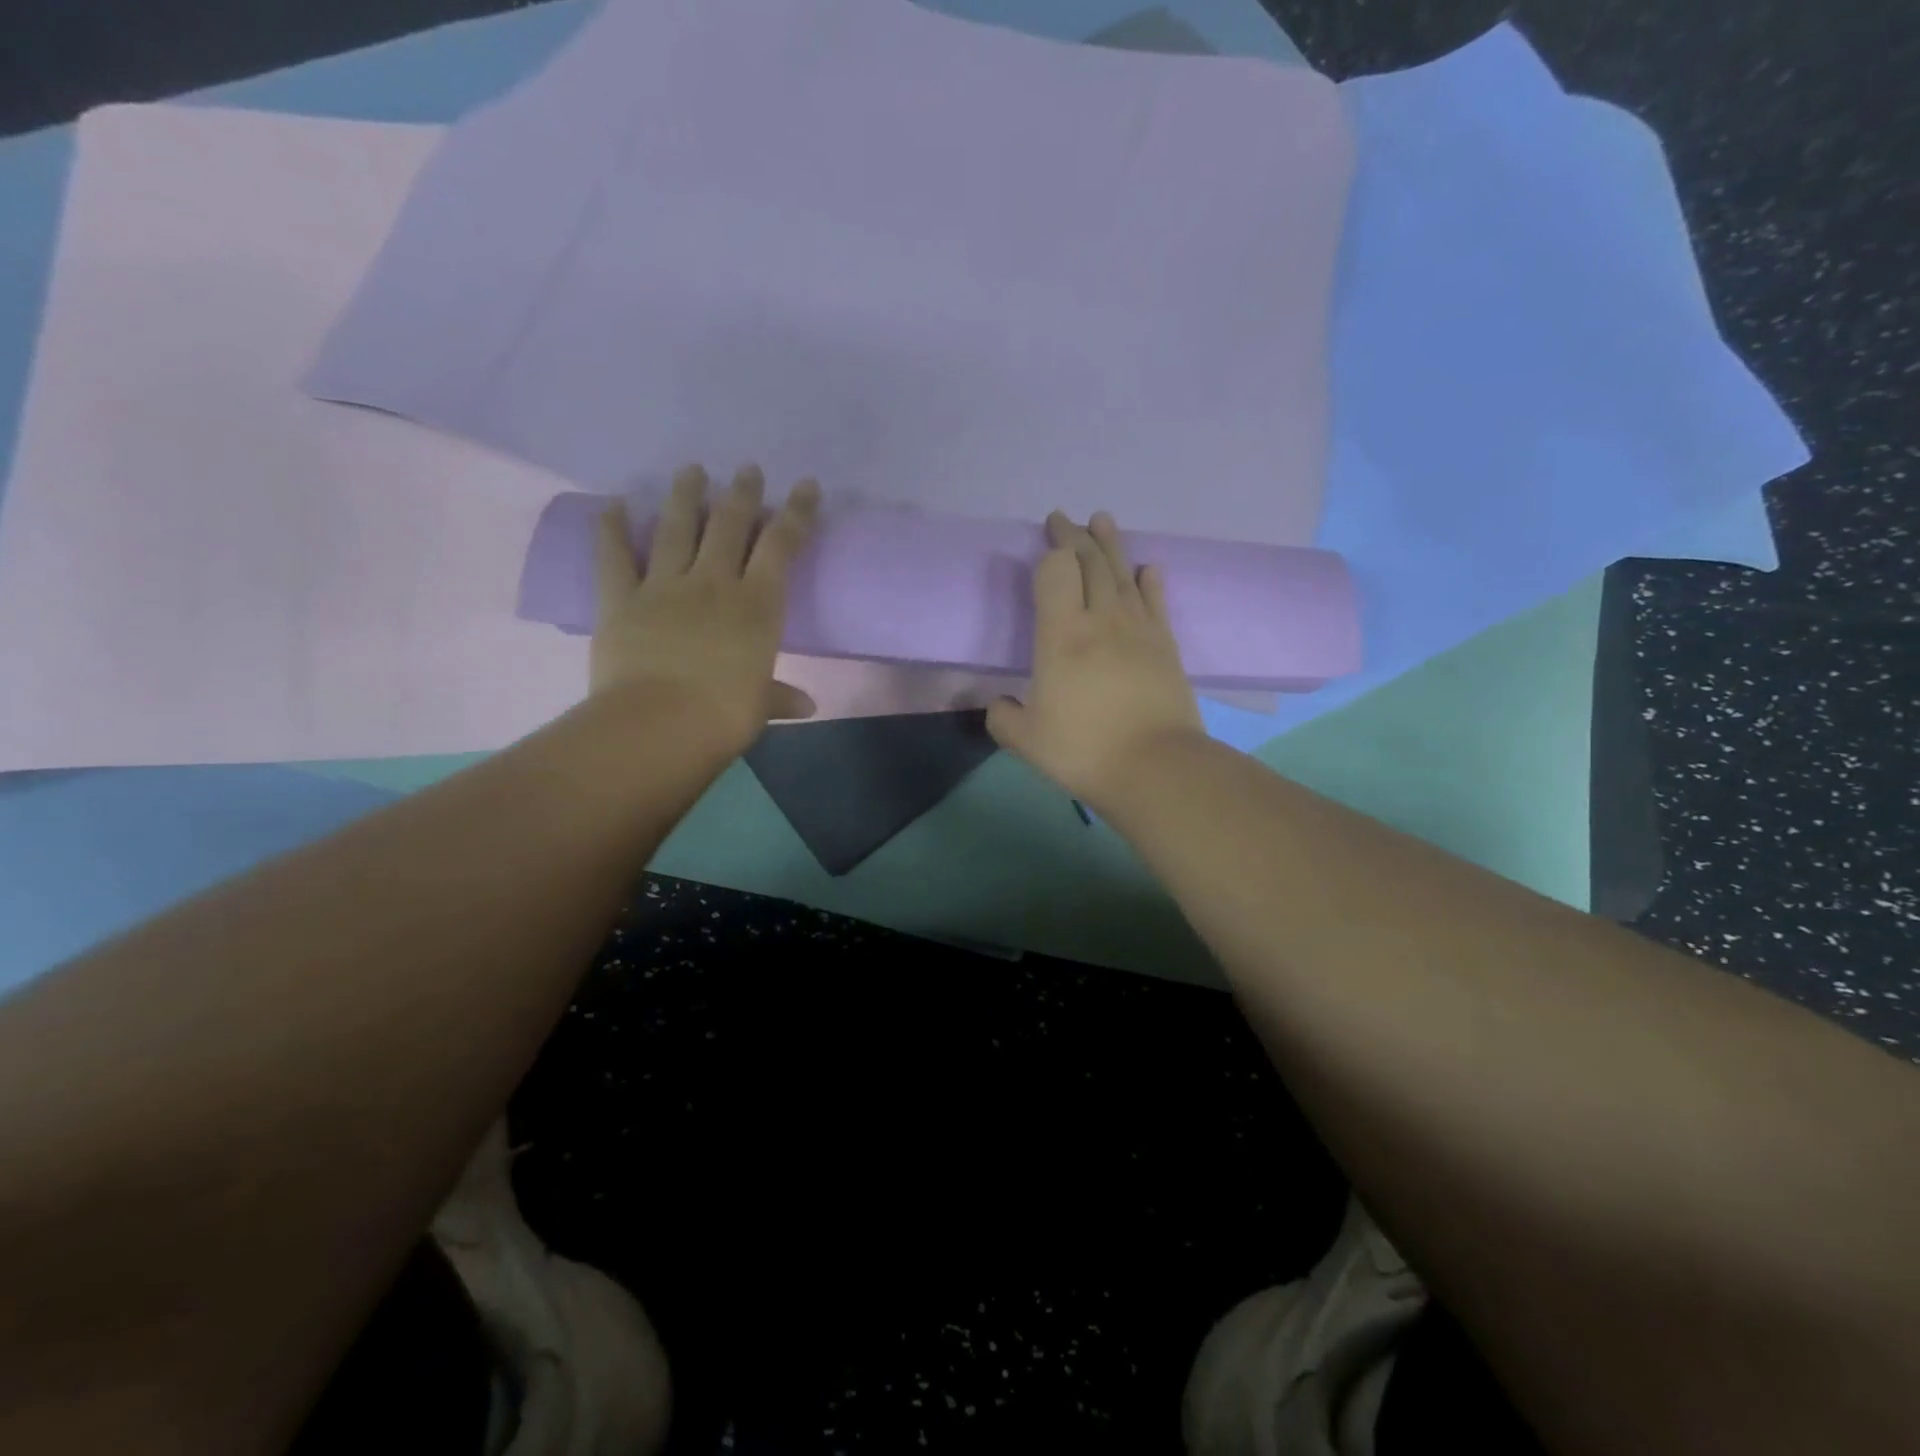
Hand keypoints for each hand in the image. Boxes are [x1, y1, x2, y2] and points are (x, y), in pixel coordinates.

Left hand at [592, 462, 819, 756]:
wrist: (659, 725)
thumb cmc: (723, 716)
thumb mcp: (760, 706)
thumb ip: (781, 697)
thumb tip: (807, 706)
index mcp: (757, 606)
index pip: (781, 546)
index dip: (795, 513)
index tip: (804, 486)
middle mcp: (713, 583)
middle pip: (729, 525)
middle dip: (741, 493)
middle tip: (747, 469)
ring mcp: (664, 586)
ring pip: (676, 528)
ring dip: (684, 495)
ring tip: (691, 469)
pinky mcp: (621, 599)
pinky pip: (614, 556)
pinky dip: (612, 529)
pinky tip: (614, 505)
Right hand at [987, 511, 1205, 805]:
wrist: (1156, 767)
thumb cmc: (1084, 750)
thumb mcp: (1026, 740)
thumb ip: (1003, 717)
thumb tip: (998, 703)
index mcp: (1062, 635)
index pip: (1056, 572)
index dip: (1050, 552)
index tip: (1044, 543)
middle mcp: (1101, 619)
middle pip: (1090, 562)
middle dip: (1075, 536)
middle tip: (1064, 519)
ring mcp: (1139, 629)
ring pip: (1123, 573)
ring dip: (1110, 544)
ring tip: (1102, 520)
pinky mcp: (1165, 646)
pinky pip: (1155, 601)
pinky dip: (1148, 581)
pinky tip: (1146, 568)